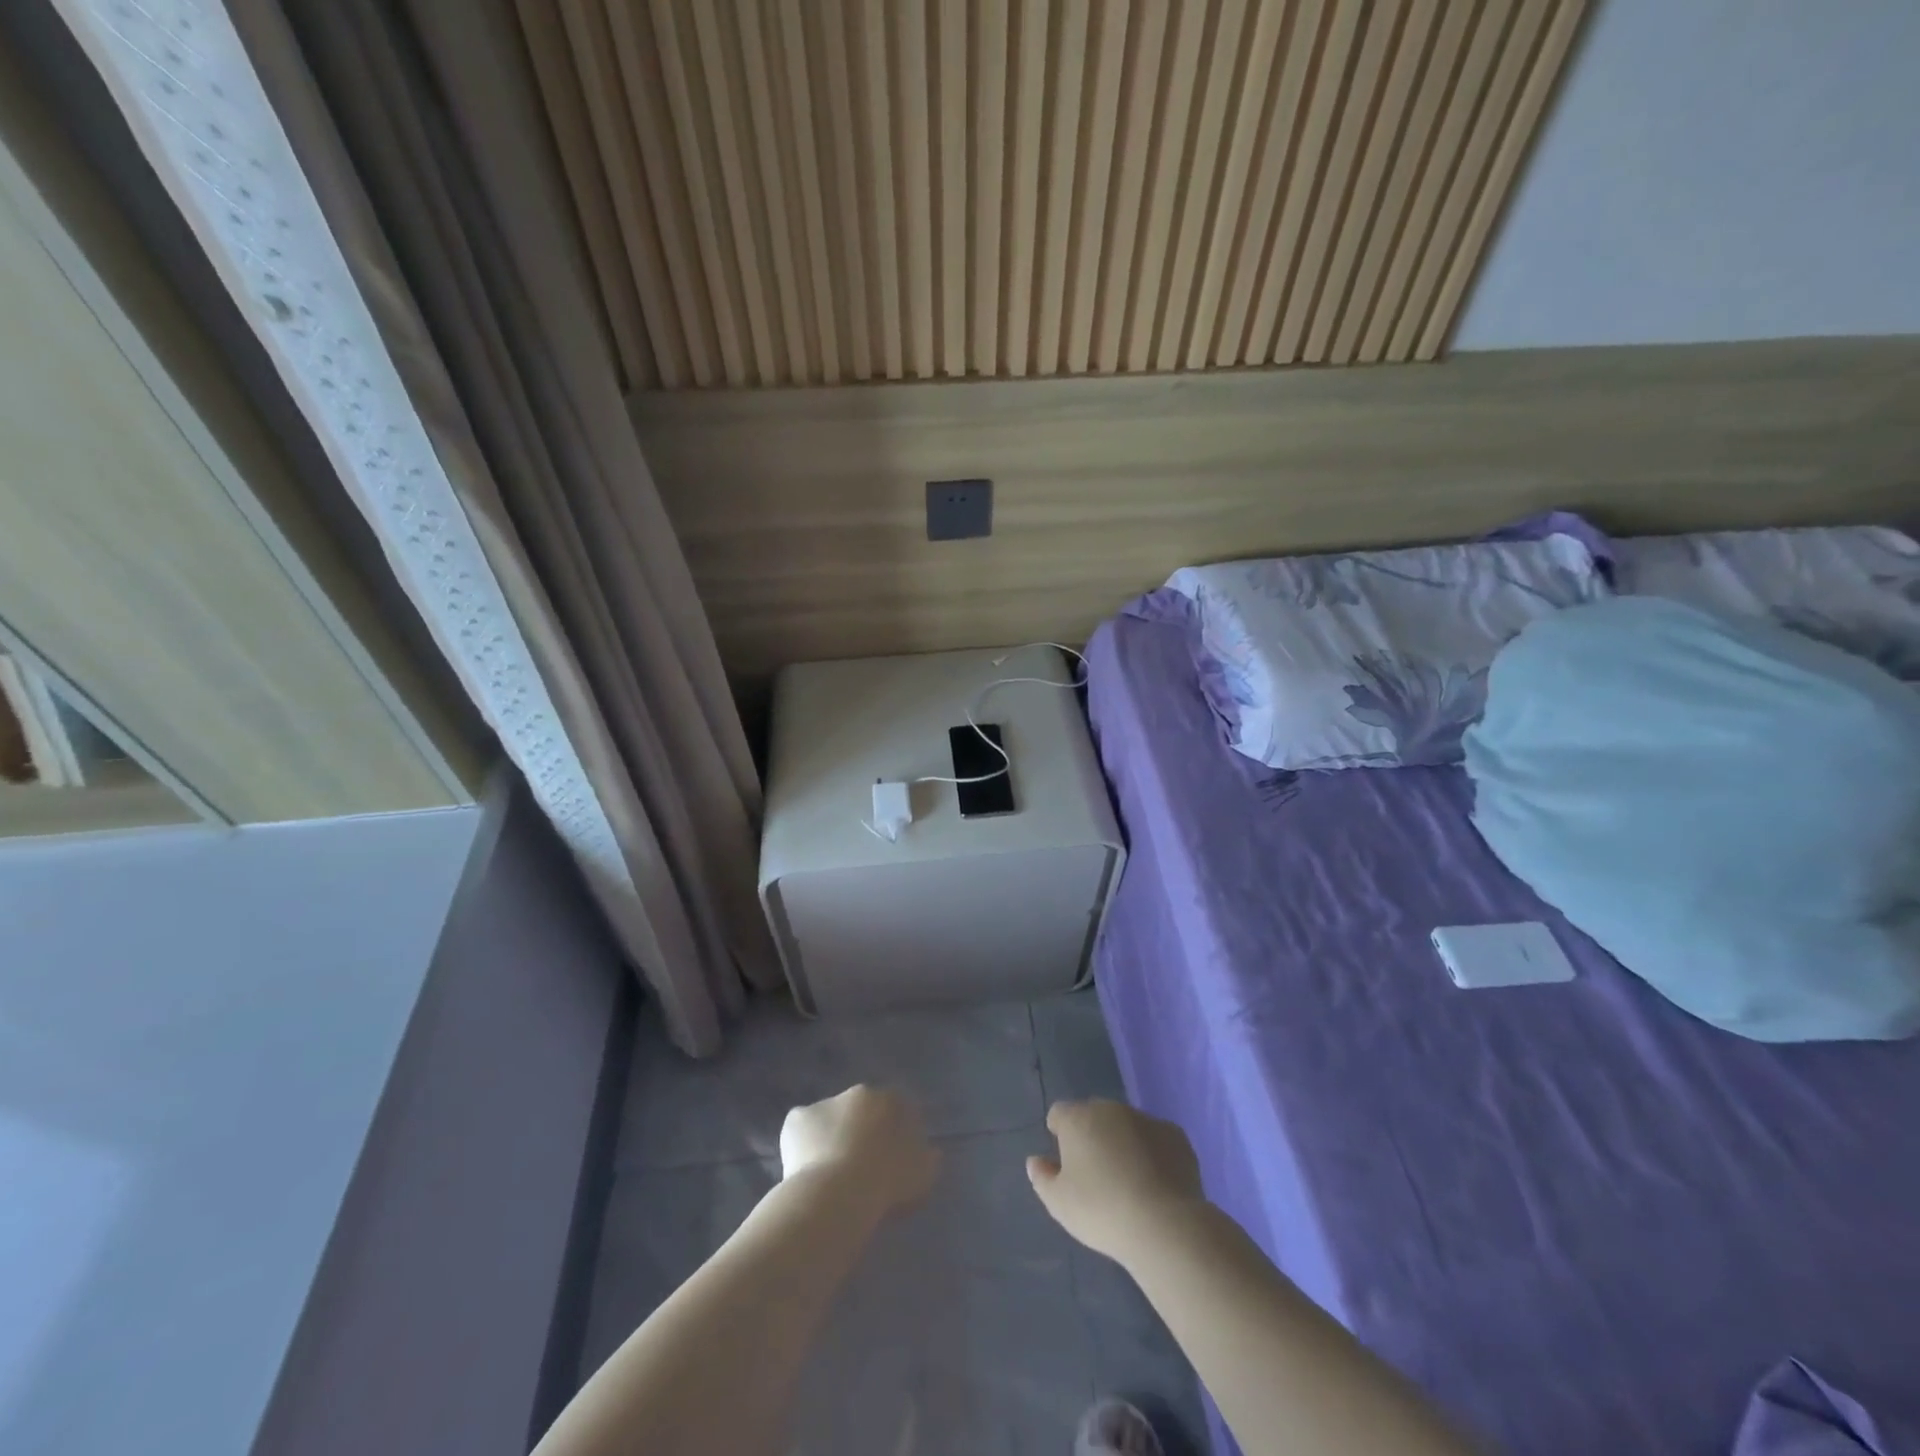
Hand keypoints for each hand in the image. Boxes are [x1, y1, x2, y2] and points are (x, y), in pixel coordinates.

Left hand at [779, 1085, 940, 1221]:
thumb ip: (928, 1158)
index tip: (887, 1159)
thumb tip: (931, 1151)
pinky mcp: (796, 1119)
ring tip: (828, 1177)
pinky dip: (802, 1148)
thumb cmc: (885, 1182)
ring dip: (830, 1138)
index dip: (891, 1133)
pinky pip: (801, 1133)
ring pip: (828, 1121)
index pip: (894, 1108)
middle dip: (858, 1132)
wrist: (837, 1195)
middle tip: (857, 1168)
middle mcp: (856, 1093)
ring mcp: (824, 1103)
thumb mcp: (922, 1175)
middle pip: (859, 1110)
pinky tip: (804, 1173)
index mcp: (888, 1100)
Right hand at [1027, 1099, 1206, 1262]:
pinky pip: (1156, 1139)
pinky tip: (1156, 1183)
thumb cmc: (1102, 1211)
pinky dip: (1153, 1153)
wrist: (1164, 1224)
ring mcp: (1146, 1119)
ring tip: (1129, 1182)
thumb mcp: (1059, 1203)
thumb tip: (1035, 1160)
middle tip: (1097, 1174)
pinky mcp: (1176, 1135)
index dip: (1059, 1134)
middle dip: (1092, 1136)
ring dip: (1123, 1143)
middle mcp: (1111, 1109)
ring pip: (1127, 1126)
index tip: (1065, 1162)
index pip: (1059, 1114)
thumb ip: (1042, 1177)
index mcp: (1078, 1119)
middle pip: (1094, 1116)